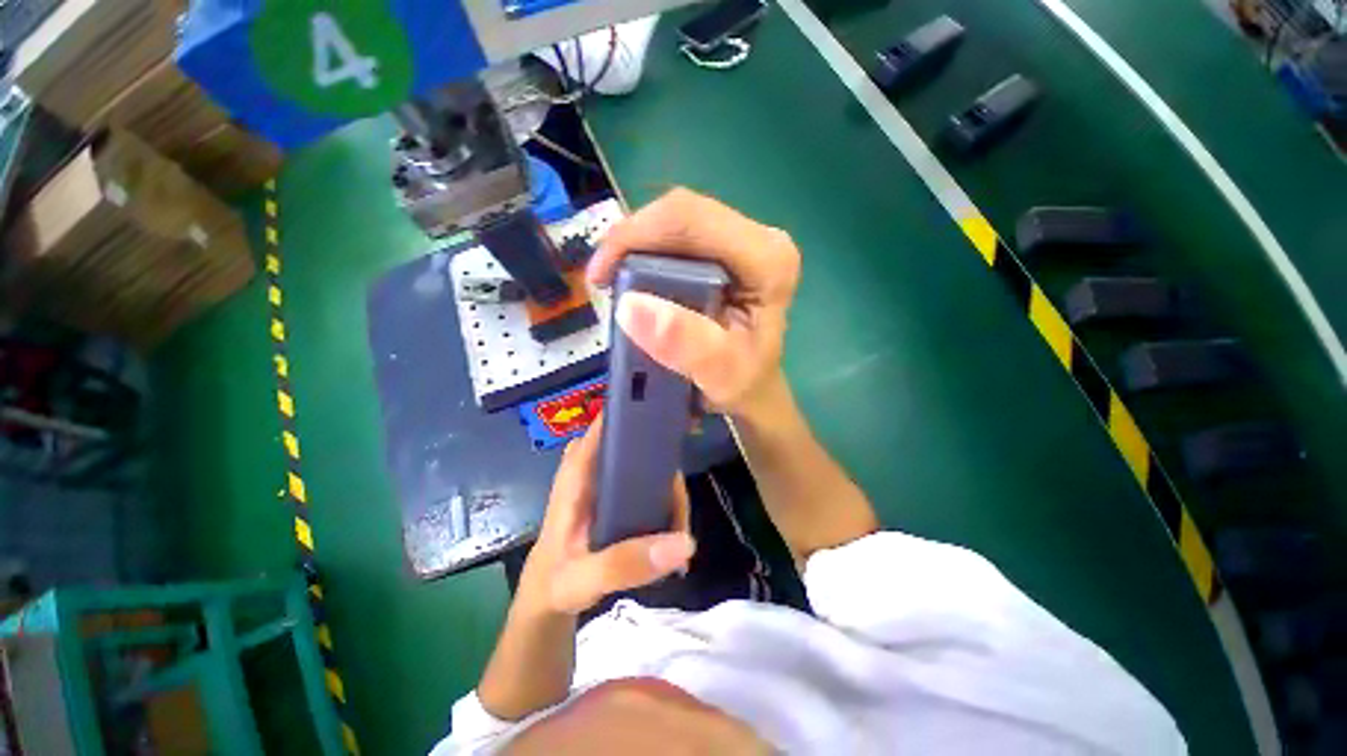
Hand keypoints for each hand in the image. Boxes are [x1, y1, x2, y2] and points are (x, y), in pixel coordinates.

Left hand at [516, 417, 693, 616]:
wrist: (546, 603)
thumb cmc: (554, 584)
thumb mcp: (583, 579)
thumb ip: (625, 563)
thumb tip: (684, 543)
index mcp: (577, 475)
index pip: (602, 427)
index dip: (631, 412)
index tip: (665, 414)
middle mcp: (594, 472)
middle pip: (635, 445)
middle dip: (663, 461)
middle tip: (680, 500)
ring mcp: (608, 485)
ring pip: (647, 468)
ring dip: (668, 490)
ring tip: (679, 527)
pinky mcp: (618, 501)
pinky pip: (649, 488)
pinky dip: (665, 503)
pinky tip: (673, 529)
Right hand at [588, 188, 801, 420]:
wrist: (754, 389)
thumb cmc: (743, 384)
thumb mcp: (720, 374)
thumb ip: (685, 343)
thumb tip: (632, 306)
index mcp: (768, 259)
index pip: (691, 221)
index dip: (635, 236)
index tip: (601, 276)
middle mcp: (760, 239)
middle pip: (681, 214)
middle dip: (632, 242)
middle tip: (604, 282)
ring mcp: (743, 241)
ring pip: (675, 222)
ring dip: (636, 248)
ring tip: (614, 283)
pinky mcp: (725, 249)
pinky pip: (675, 236)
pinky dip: (646, 255)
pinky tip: (633, 279)